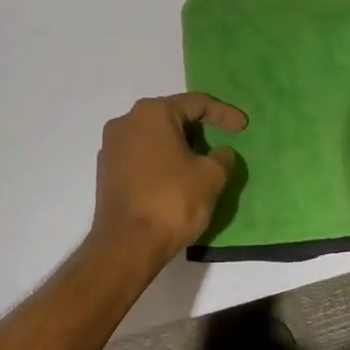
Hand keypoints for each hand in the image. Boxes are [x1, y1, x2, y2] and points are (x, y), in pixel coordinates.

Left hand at [91, 92, 245, 260]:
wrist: (127, 245)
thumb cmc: (172, 201)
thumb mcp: (211, 177)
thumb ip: (222, 158)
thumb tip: (221, 153)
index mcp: (152, 113)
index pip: (196, 103)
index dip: (224, 113)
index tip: (243, 128)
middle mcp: (126, 122)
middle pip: (172, 116)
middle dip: (199, 128)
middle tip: (222, 142)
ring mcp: (111, 147)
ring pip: (154, 136)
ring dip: (179, 146)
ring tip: (201, 162)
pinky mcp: (106, 171)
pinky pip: (141, 155)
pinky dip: (162, 161)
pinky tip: (177, 178)